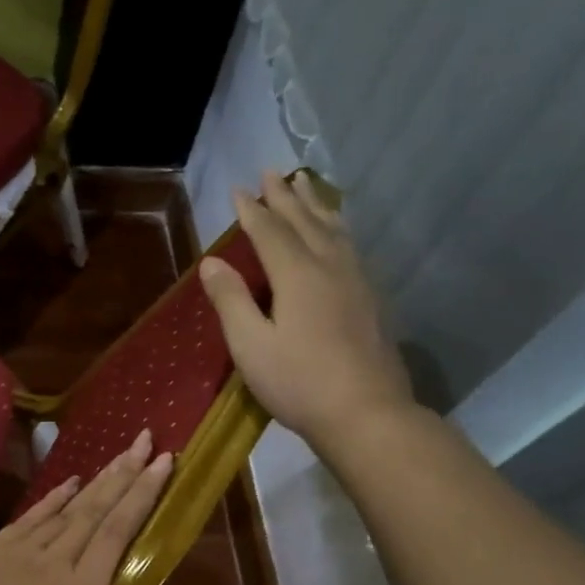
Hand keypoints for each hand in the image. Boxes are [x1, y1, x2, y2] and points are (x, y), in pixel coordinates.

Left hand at [0, 431, 172, 584]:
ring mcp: (25, 548)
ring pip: (70, 507)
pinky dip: (55, 496)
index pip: (118, 533)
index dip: (143, 496)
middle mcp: (59, 558)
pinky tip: (70, 482)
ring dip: (98, 479)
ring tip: (120, 454)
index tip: (163, 464)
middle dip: (126, 474)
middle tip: (148, 440)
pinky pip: (35, 514)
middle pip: (97, 509)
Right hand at [200, 170, 415, 450]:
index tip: (238, 189)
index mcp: (298, 275)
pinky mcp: (372, 299)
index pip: (270, 232)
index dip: (252, 210)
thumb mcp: (251, 346)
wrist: (366, 412)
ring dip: (315, 205)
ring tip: (305, 186)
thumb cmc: (299, 383)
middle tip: (272, 172)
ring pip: (334, 229)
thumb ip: (231, 301)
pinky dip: (337, 228)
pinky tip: (338, 234)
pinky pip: (351, 246)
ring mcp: (357, 281)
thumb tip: (212, 262)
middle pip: (305, 222)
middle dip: (285, 197)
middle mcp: (330, 266)